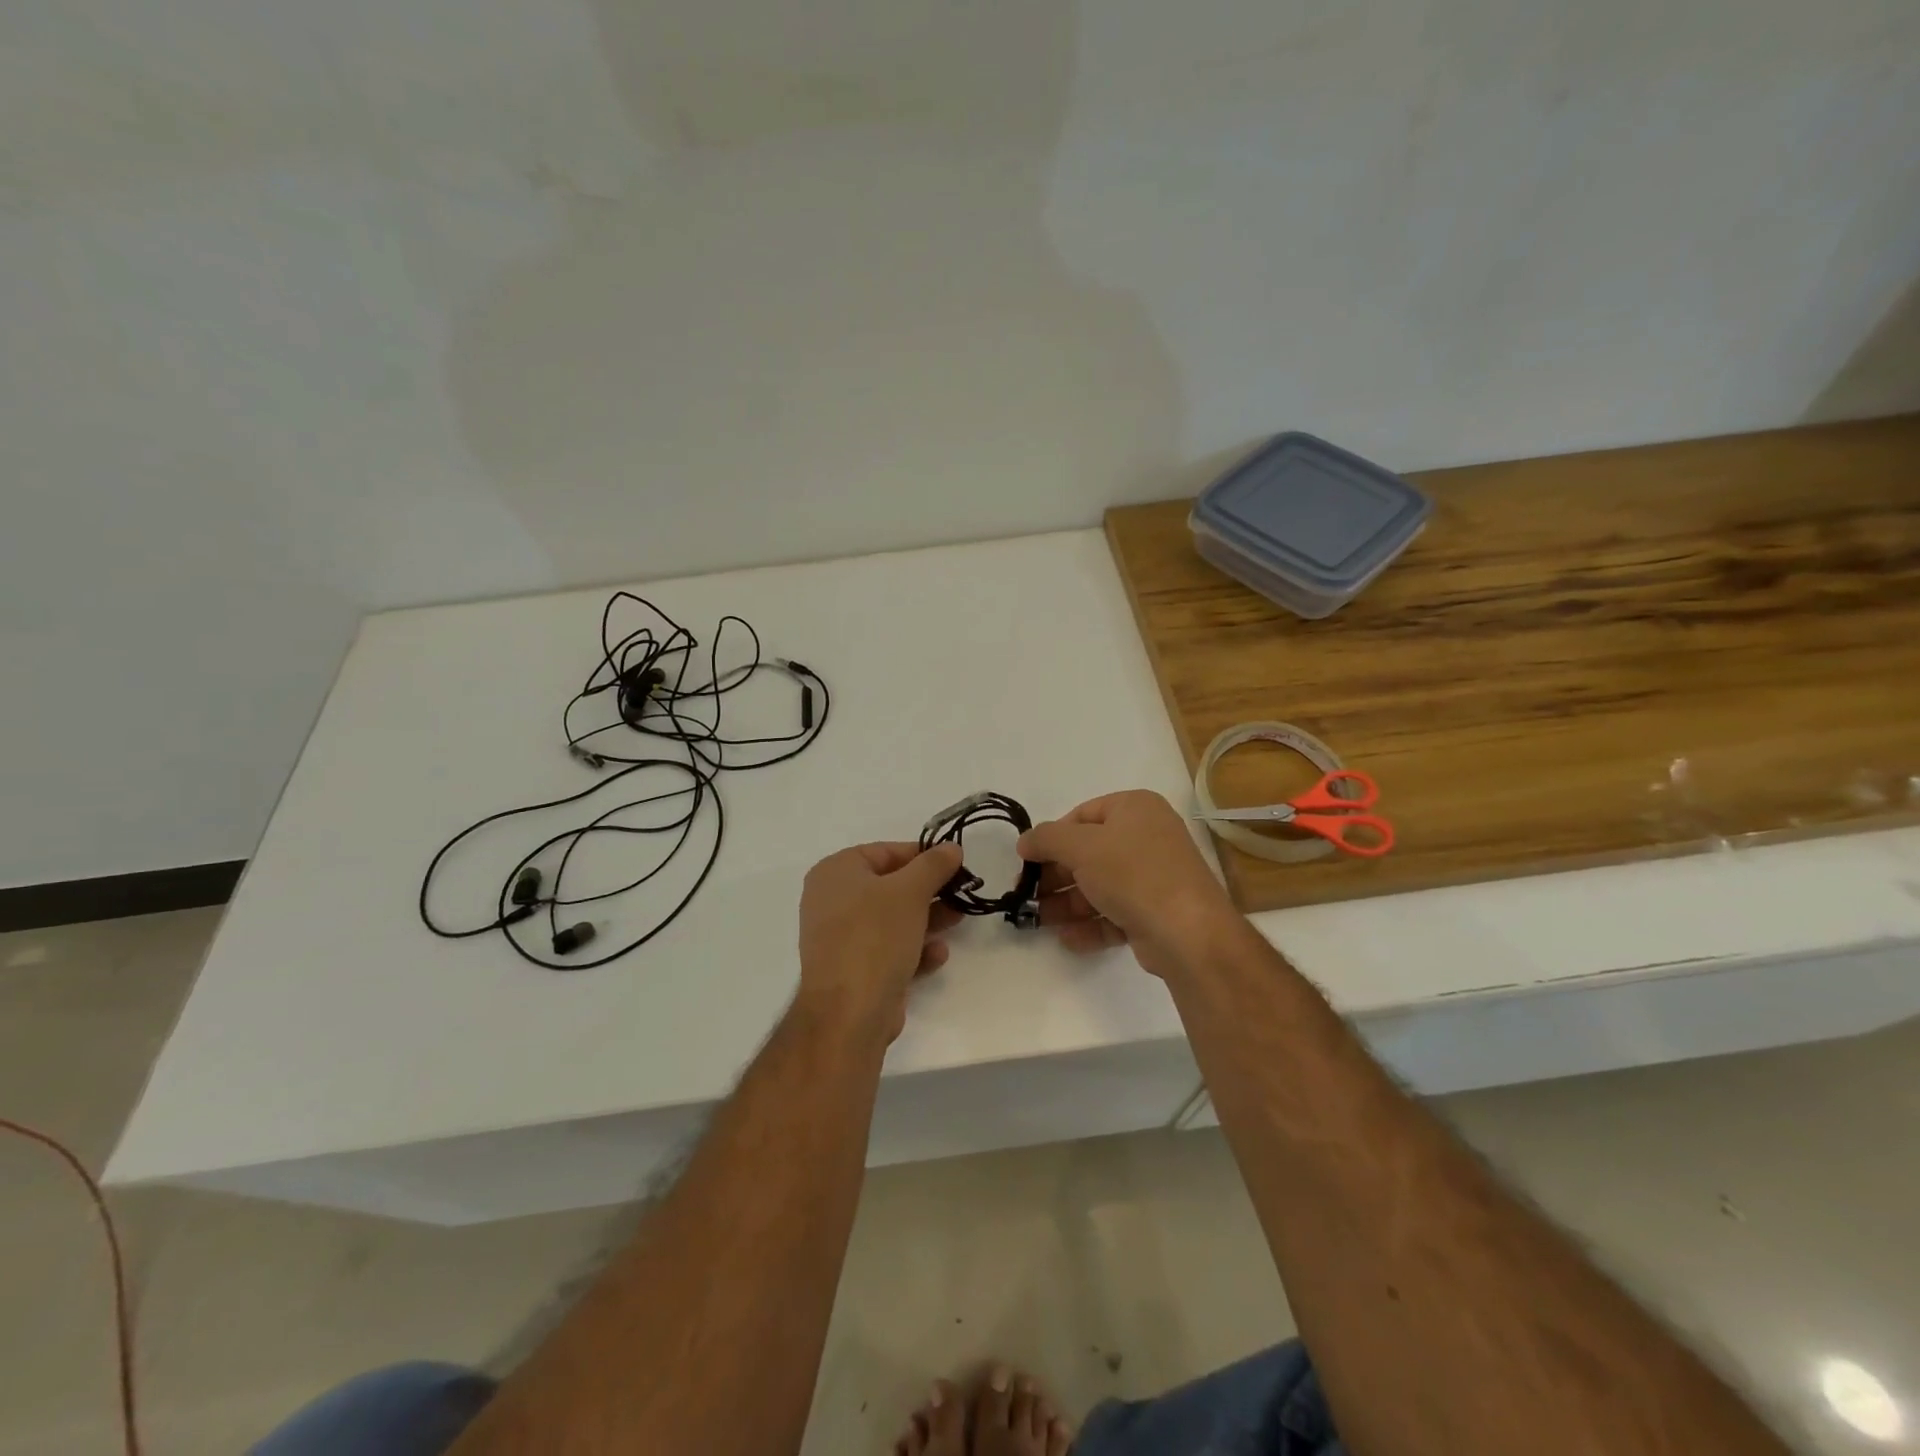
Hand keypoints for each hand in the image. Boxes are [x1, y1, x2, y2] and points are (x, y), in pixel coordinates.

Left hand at [797, 841, 964, 1040]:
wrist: (849, 1012)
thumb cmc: (875, 936)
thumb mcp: (910, 891)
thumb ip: (933, 865)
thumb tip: (951, 847)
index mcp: (835, 872)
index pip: (885, 852)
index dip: (922, 856)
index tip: (954, 864)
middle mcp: (832, 900)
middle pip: (890, 886)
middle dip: (929, 891)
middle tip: (961, 893)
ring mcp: (841, 937)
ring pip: (892, 920)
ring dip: (927, 920)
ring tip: (958, 920)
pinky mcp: (854, 969)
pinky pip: (888, 950)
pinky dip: (913, 949)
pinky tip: (937, 955)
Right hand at [1017, 790, 1238, 978]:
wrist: (1188, 932)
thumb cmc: (1132, 873)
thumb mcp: (1080, 846)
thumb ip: (1046, 838)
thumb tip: (1025, 841)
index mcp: (1135, 808)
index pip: (1082, 815)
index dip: (1052, 837)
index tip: (1028, 861)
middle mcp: (1147, 837)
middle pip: (1088, 853)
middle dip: (1056, 876)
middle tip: (1028, 895)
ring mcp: (1153, 877)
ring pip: (1100, 886)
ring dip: (1067, 904)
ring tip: (1039, 921)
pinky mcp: (1155, 912)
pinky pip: (1115, 913)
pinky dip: (1090, 925)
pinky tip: (1068, 939)